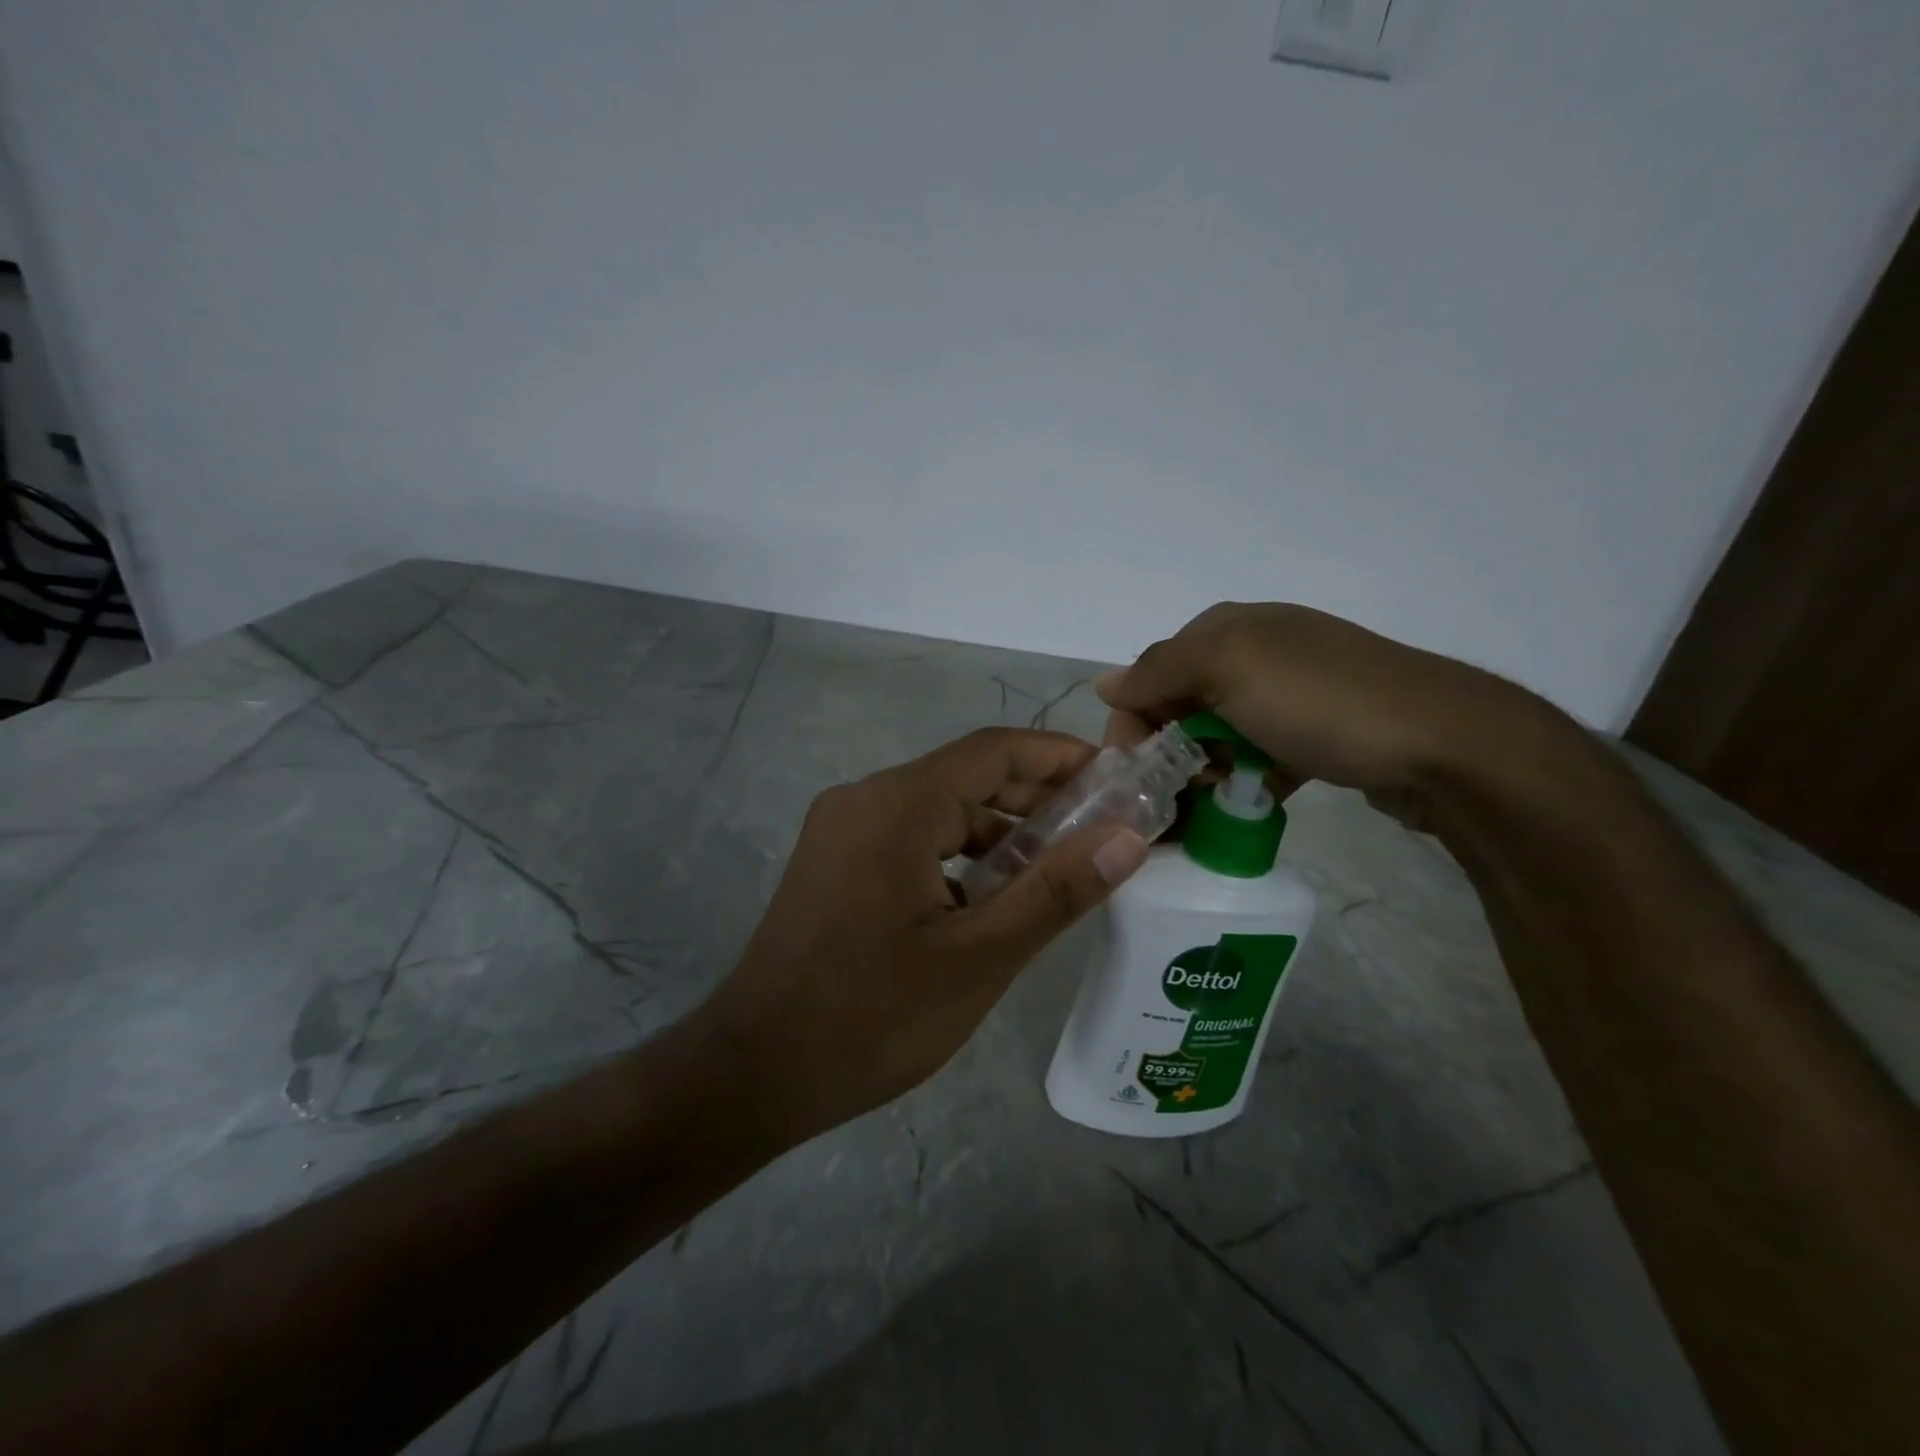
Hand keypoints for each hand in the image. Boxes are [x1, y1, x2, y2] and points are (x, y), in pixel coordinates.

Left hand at [699, 728, 1150, 1145]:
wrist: (754, 1073)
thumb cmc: (871, 1018)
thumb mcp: (979, 958)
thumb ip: (1055, 891)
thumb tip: (1127, 837)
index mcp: (896, 805)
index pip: (994, 750)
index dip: (1061, 756)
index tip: (1118, 779)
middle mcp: (864, 799)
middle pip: (966, 777)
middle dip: (1036, 798)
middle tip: (1102, 830)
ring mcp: (842, 829)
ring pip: (938, 810)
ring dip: (998, 832)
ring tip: (1058, 869)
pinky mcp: (834, 861)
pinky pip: (910, 838)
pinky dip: (958, 856)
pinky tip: (991, 898)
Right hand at [1097, 603, 1550, 828]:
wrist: (1443, 743)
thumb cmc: (1320, 701)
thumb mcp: (1228, 668)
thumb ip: (1158, 672)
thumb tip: (1105, 682)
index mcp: (1229, 628)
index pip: (1153, 672)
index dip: (1137, 720)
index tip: (1138, 772)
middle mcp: (1257, 651)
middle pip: (1184, 705)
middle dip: (1172, 750)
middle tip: (1177, 794)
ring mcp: (1292, 693)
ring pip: (1220, 735)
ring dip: (1208, 770)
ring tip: (1214, 804)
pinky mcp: (1318, 733)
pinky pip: (1260, 756)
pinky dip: (1247, 779)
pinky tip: (1251, 801)